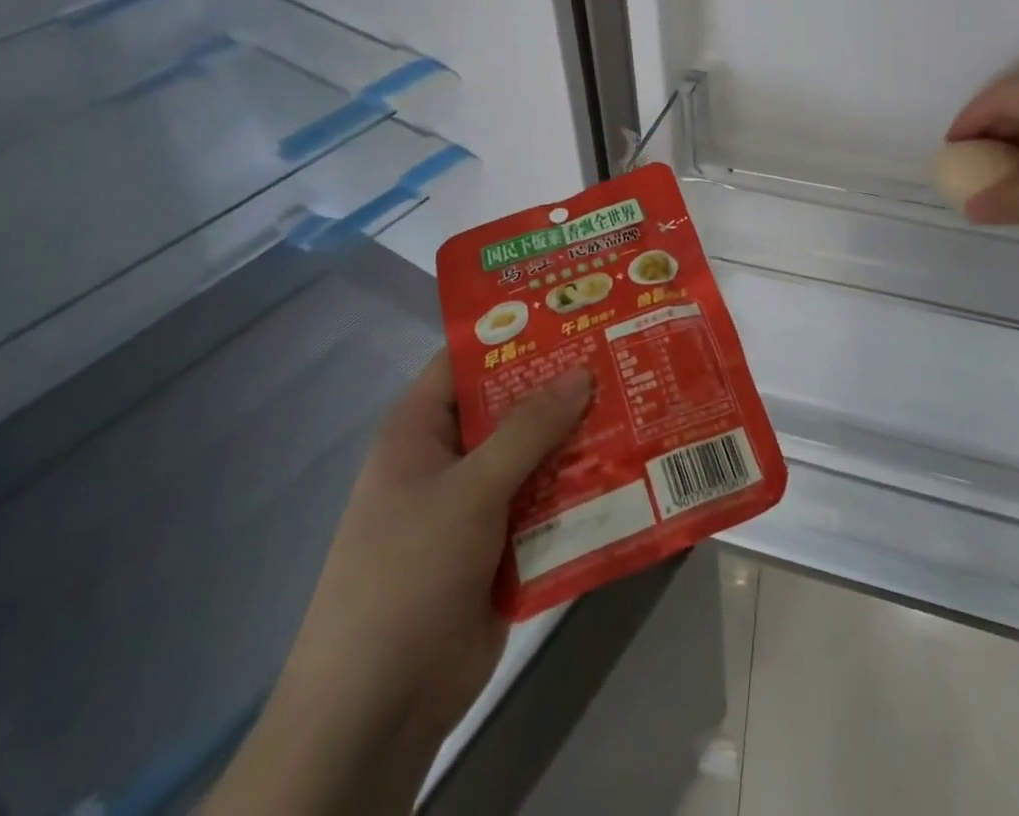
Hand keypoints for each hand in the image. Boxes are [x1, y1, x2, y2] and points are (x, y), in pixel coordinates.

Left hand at [206, 353, 591, 815]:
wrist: (378, 710)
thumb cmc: (407, 575)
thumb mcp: (469, 491)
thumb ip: (527, 429)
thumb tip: (582, 371)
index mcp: (421, 430)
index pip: (468, 359)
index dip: (516, 331)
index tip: (574, 308)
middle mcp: (449, 458)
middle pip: (511, 405)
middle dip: (563, 384)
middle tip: (623, 350)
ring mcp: (477, 504)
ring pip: (537, 453)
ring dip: (580, 437)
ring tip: (641, 400)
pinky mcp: (502, 545)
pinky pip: (547, 501)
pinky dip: (581, 487)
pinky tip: (632, 467)